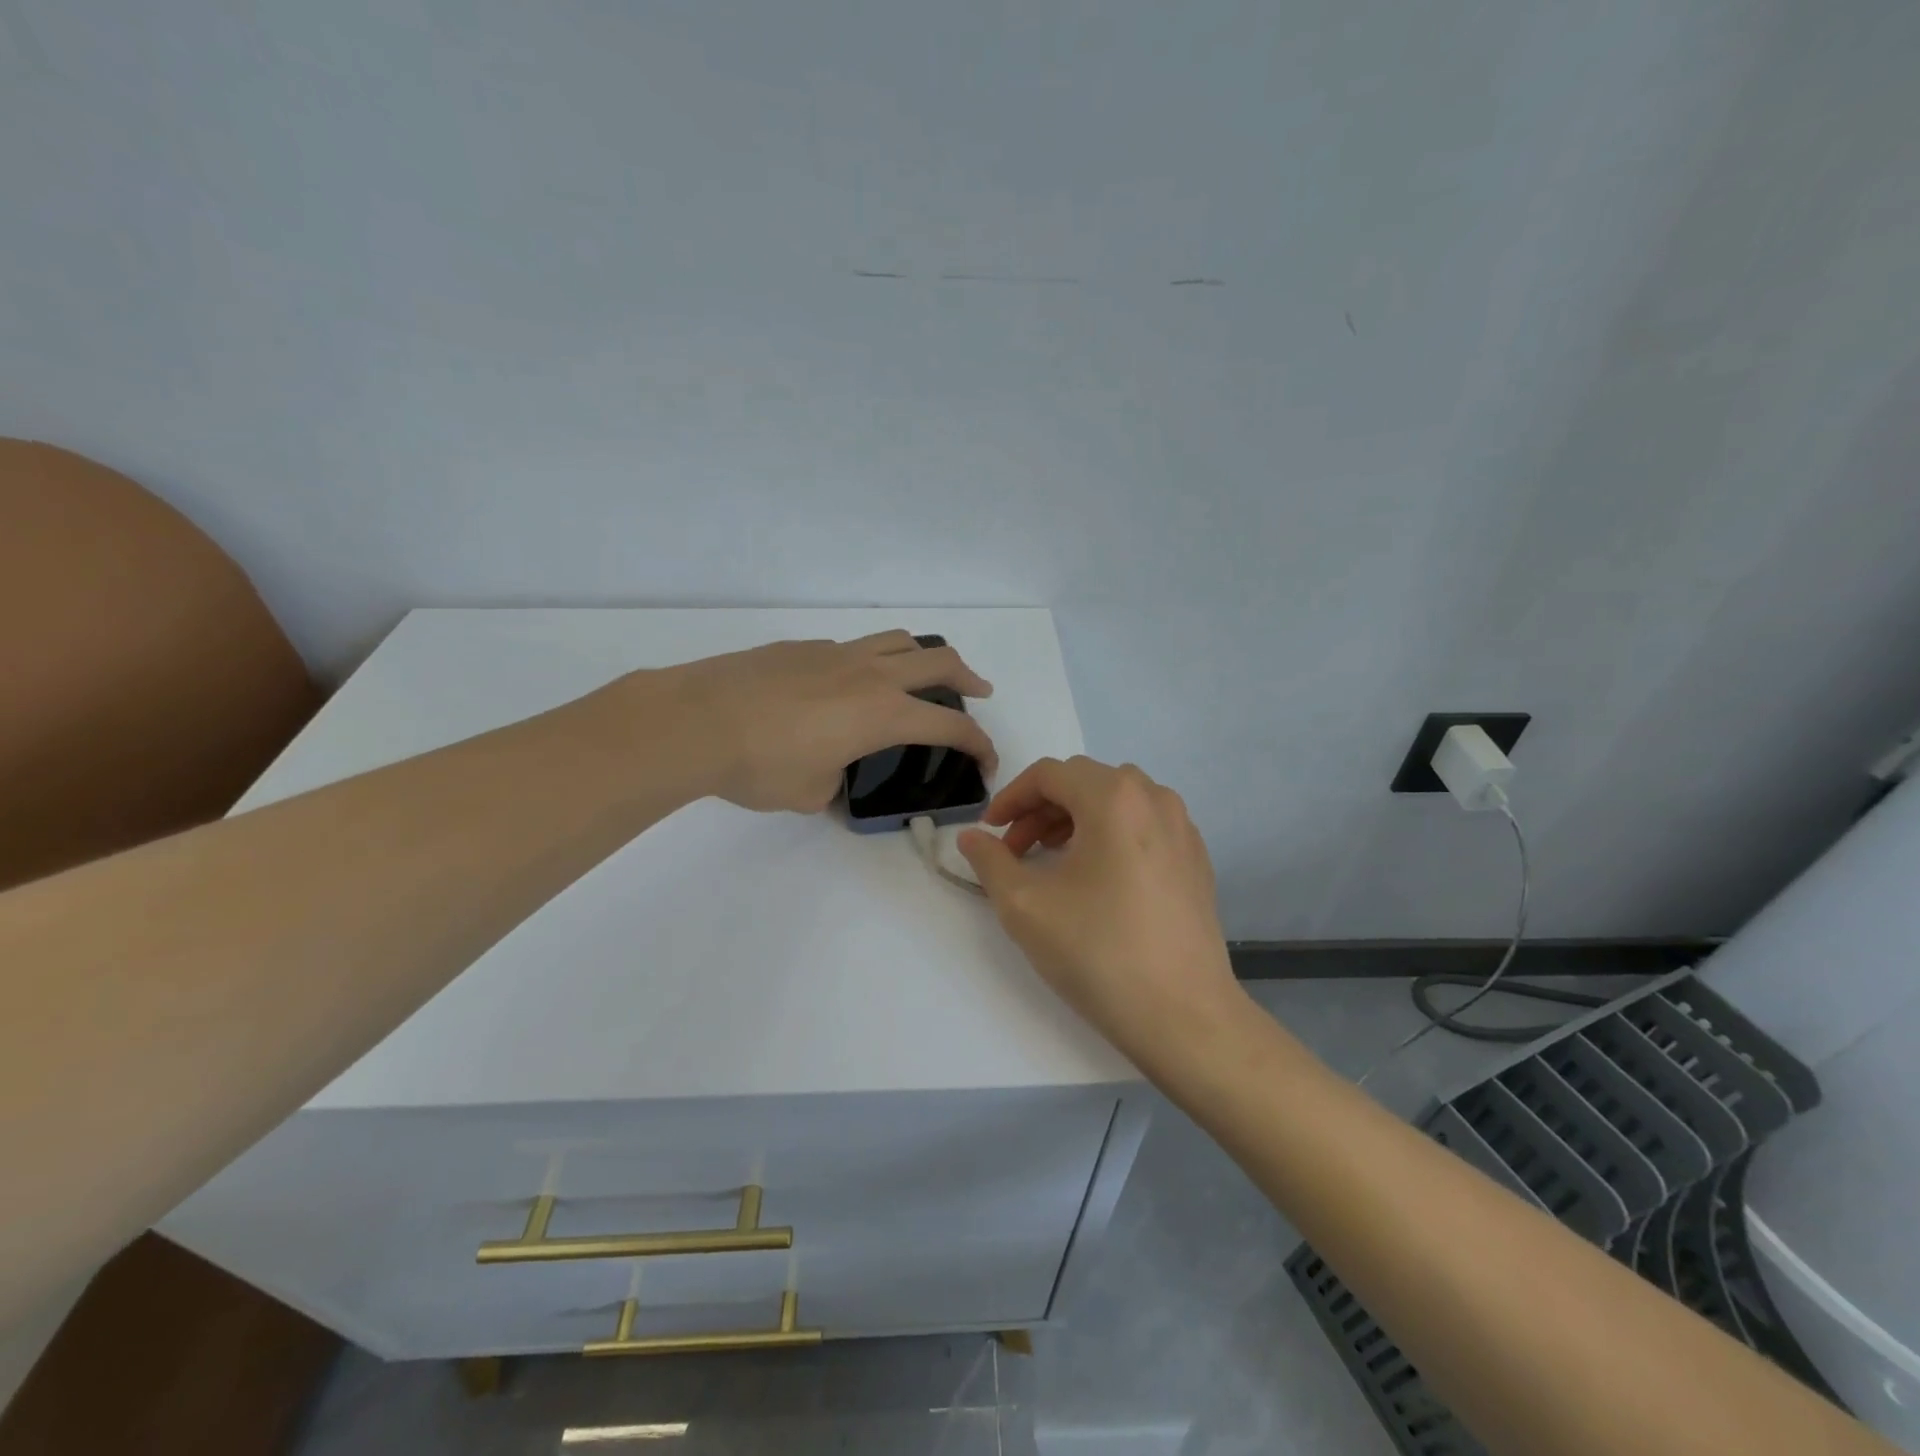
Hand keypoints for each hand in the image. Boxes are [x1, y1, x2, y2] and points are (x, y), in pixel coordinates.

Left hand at [652, 631, 996, 813]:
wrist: (696, 720)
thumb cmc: (761, 765)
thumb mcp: (811, 792)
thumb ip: (836, 781)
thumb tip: (833, 768)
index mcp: (883, 714)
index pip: (950, 727)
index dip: (979, 745)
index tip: (986, 763)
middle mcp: (870, 675)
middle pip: (939, 662)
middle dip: (969, 678)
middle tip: (979, 692)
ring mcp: (835, 654)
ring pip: (899, 640)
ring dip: (924, 657)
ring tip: (923, 675)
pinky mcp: (802, 648)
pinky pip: (854, 648)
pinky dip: (871, 661)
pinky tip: (849, 686)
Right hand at [956, 756, 1244, 1069]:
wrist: (1183, 1016)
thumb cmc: (1098, 952)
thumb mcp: (1025, 906)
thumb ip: (990, 861)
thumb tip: (971, 837)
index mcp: (1114, 798)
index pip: (1049, 774)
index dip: (1010, 798)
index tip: (989, 832)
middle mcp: (1154, 799)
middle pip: (1084, 781)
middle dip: (1041, 808)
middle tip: (1016, 850)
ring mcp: (1183, 828)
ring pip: (1117, 800)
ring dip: (1076, 817)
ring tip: (1053, 857)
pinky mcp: (1196, 859)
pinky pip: (1144, 824)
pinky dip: (1111, 833)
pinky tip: (1099, 877)